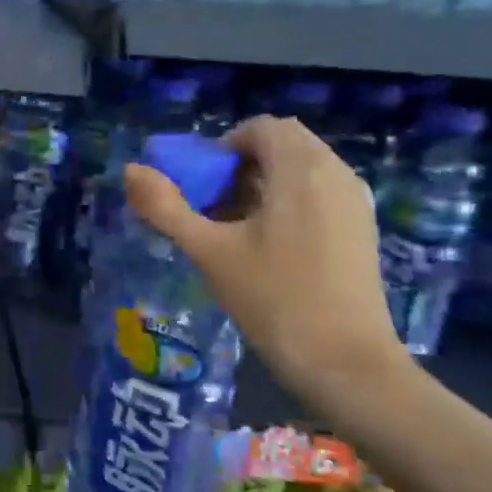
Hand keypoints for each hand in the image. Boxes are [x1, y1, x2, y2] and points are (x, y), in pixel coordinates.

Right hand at [123, 115, 407, 395]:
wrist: (345, 363)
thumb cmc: (273, 299)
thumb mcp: (209, 252)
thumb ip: (166, 207)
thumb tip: (130, 170)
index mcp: (302, 169)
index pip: (262, 128)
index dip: (223, 147)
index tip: (202, 185)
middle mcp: (336, 174)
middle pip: (283, 146)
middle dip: (241, 167)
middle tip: (213, 208)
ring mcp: (355, 203)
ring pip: (301, 171)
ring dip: (263, 185)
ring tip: (234, 231)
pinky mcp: (361, 230)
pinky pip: (319, 194)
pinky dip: (287, 203)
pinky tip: (267, 248)